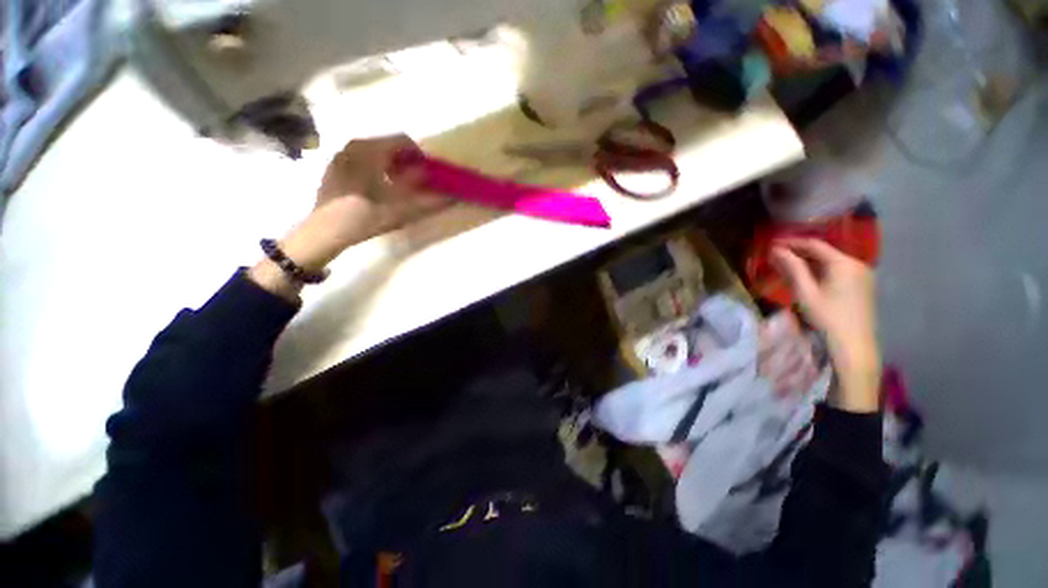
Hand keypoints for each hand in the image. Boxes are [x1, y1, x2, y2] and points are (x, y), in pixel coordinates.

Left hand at [249, 136, 446, 299]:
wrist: (324, 231)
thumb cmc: (364, 217)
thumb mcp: (402, 211)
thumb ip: (429, 202)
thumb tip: (451, 196)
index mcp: (369, 150)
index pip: (402, 141)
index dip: (420, 156)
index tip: (428, 173)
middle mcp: (354, 146)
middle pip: (388, 145)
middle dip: (406, 161)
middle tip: (415, 182)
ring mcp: (341, 155)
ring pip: (374, 152)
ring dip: (391, 165)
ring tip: (397, 187)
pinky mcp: (334, 167)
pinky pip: (361, 159)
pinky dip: (375, 168)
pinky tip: (377, 190)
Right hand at [771, 239, 880, 412]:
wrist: (854, 346)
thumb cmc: (827, 317)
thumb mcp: (805, 291)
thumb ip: (792, 267)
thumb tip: (776, 249)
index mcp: (843, 263)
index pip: (814, 244)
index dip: (792, 242)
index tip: (772, 244)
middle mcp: (857, 264)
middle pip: (825, 252)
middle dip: (800, 252)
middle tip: (777, 255)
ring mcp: (863, 275)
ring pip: (832, 261)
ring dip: (810, 261)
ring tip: (789, 266)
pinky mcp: (864, 286)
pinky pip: (839, 270)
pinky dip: (822, 270)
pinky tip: (810, 277)